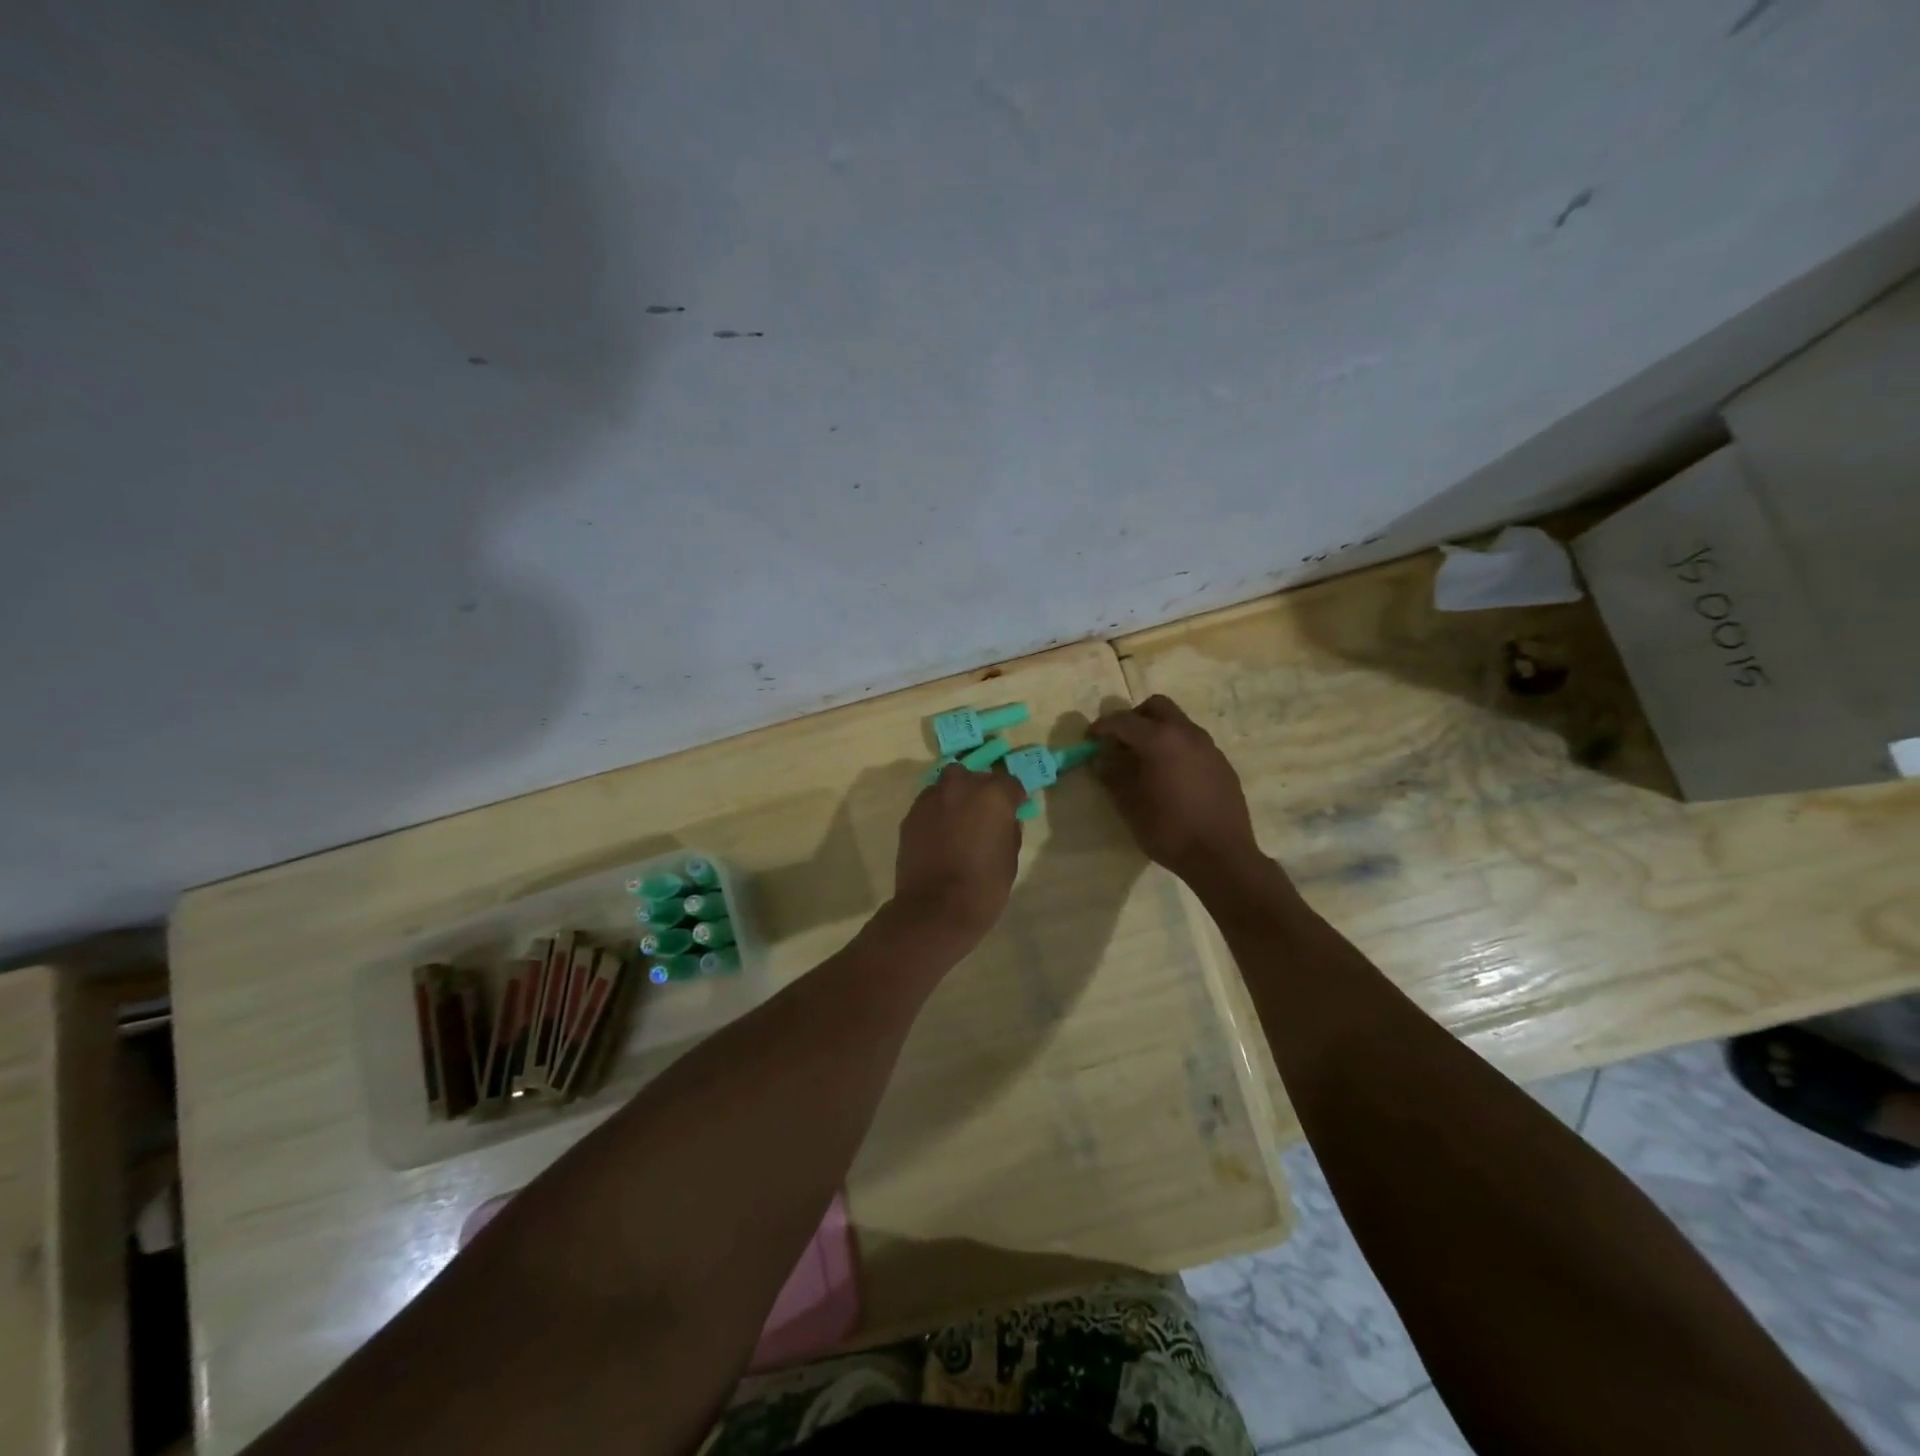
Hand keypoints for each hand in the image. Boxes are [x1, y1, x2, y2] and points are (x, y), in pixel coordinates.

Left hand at [890, 762, 1026, 944]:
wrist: (935, 909)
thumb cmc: (984, 886)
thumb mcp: (1010, 858)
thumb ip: (1009, 831)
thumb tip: (1005, 821)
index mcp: (992, 794)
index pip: (1008, 782)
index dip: (1013, 797)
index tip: (1014, 809)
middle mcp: (960, 786)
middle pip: (974, 777)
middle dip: (980, 791)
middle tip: (984, 814)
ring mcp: (931, 799)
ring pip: (947, 786)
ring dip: (955, 798)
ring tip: (958, 822)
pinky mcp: (910, 815)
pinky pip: (929, 805)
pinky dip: (937, 813)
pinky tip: (939, 835)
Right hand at [1089, 695, 1262, 881]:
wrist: (1222, 856)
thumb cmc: (1168, 830)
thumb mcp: (1130, 805)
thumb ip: (1113, 775)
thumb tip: (1101, 760)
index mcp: (1160, 739)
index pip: (1123, 720)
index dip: (1102, 727)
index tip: (1089, 739)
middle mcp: (1187, 734)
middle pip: (1156, 707)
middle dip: (1134, 718)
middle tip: (1120, 743)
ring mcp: (1209, 747)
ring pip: (1178, 723)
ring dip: (1157, 732)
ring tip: (1144, 762)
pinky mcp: (1222, 764)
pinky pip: (1193, 743)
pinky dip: (1175, 748)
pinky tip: (1170, 778)